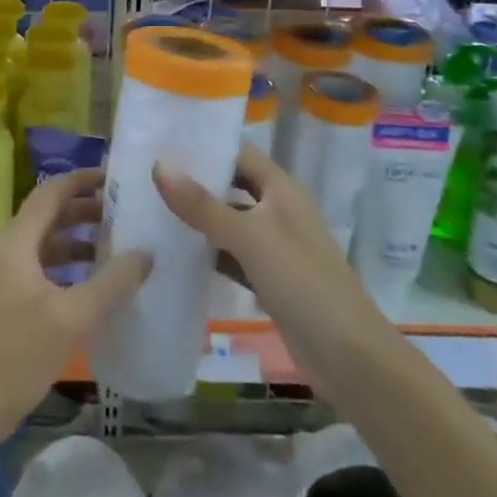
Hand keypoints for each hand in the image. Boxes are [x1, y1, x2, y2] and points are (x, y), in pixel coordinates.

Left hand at [0, 169, 152, 432]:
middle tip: (123, 213)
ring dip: (76, 240)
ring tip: (115, 246)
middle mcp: (6, 251)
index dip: (80, 181)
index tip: (113, 177)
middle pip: (47, 216)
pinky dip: (66, 266)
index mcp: (16, 243)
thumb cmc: (18, 354)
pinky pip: (39, 268)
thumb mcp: (72, 317)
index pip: (49, 194)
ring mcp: (2, 277)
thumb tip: (146, 253)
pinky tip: (91, 284)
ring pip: (44, 244)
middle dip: (84, 211)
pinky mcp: (4, 301)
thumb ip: (111, 283)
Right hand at [153, 145, 383, 383]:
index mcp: (282, 190)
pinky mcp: (268, 279)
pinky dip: (207, 252)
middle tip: (147, 174)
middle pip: (233, 186)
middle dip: (196, 181)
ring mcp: (274, 246)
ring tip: (150, 207)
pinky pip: (231, 255)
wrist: (348, 356)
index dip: (206, 144)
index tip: (162, 140)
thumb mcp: (249, 237)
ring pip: (229, 221)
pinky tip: (174, 253)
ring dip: (198, 217)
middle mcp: (279, 211)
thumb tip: (159, 165)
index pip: (240, 153)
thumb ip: (203, 205)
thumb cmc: (302, 282)